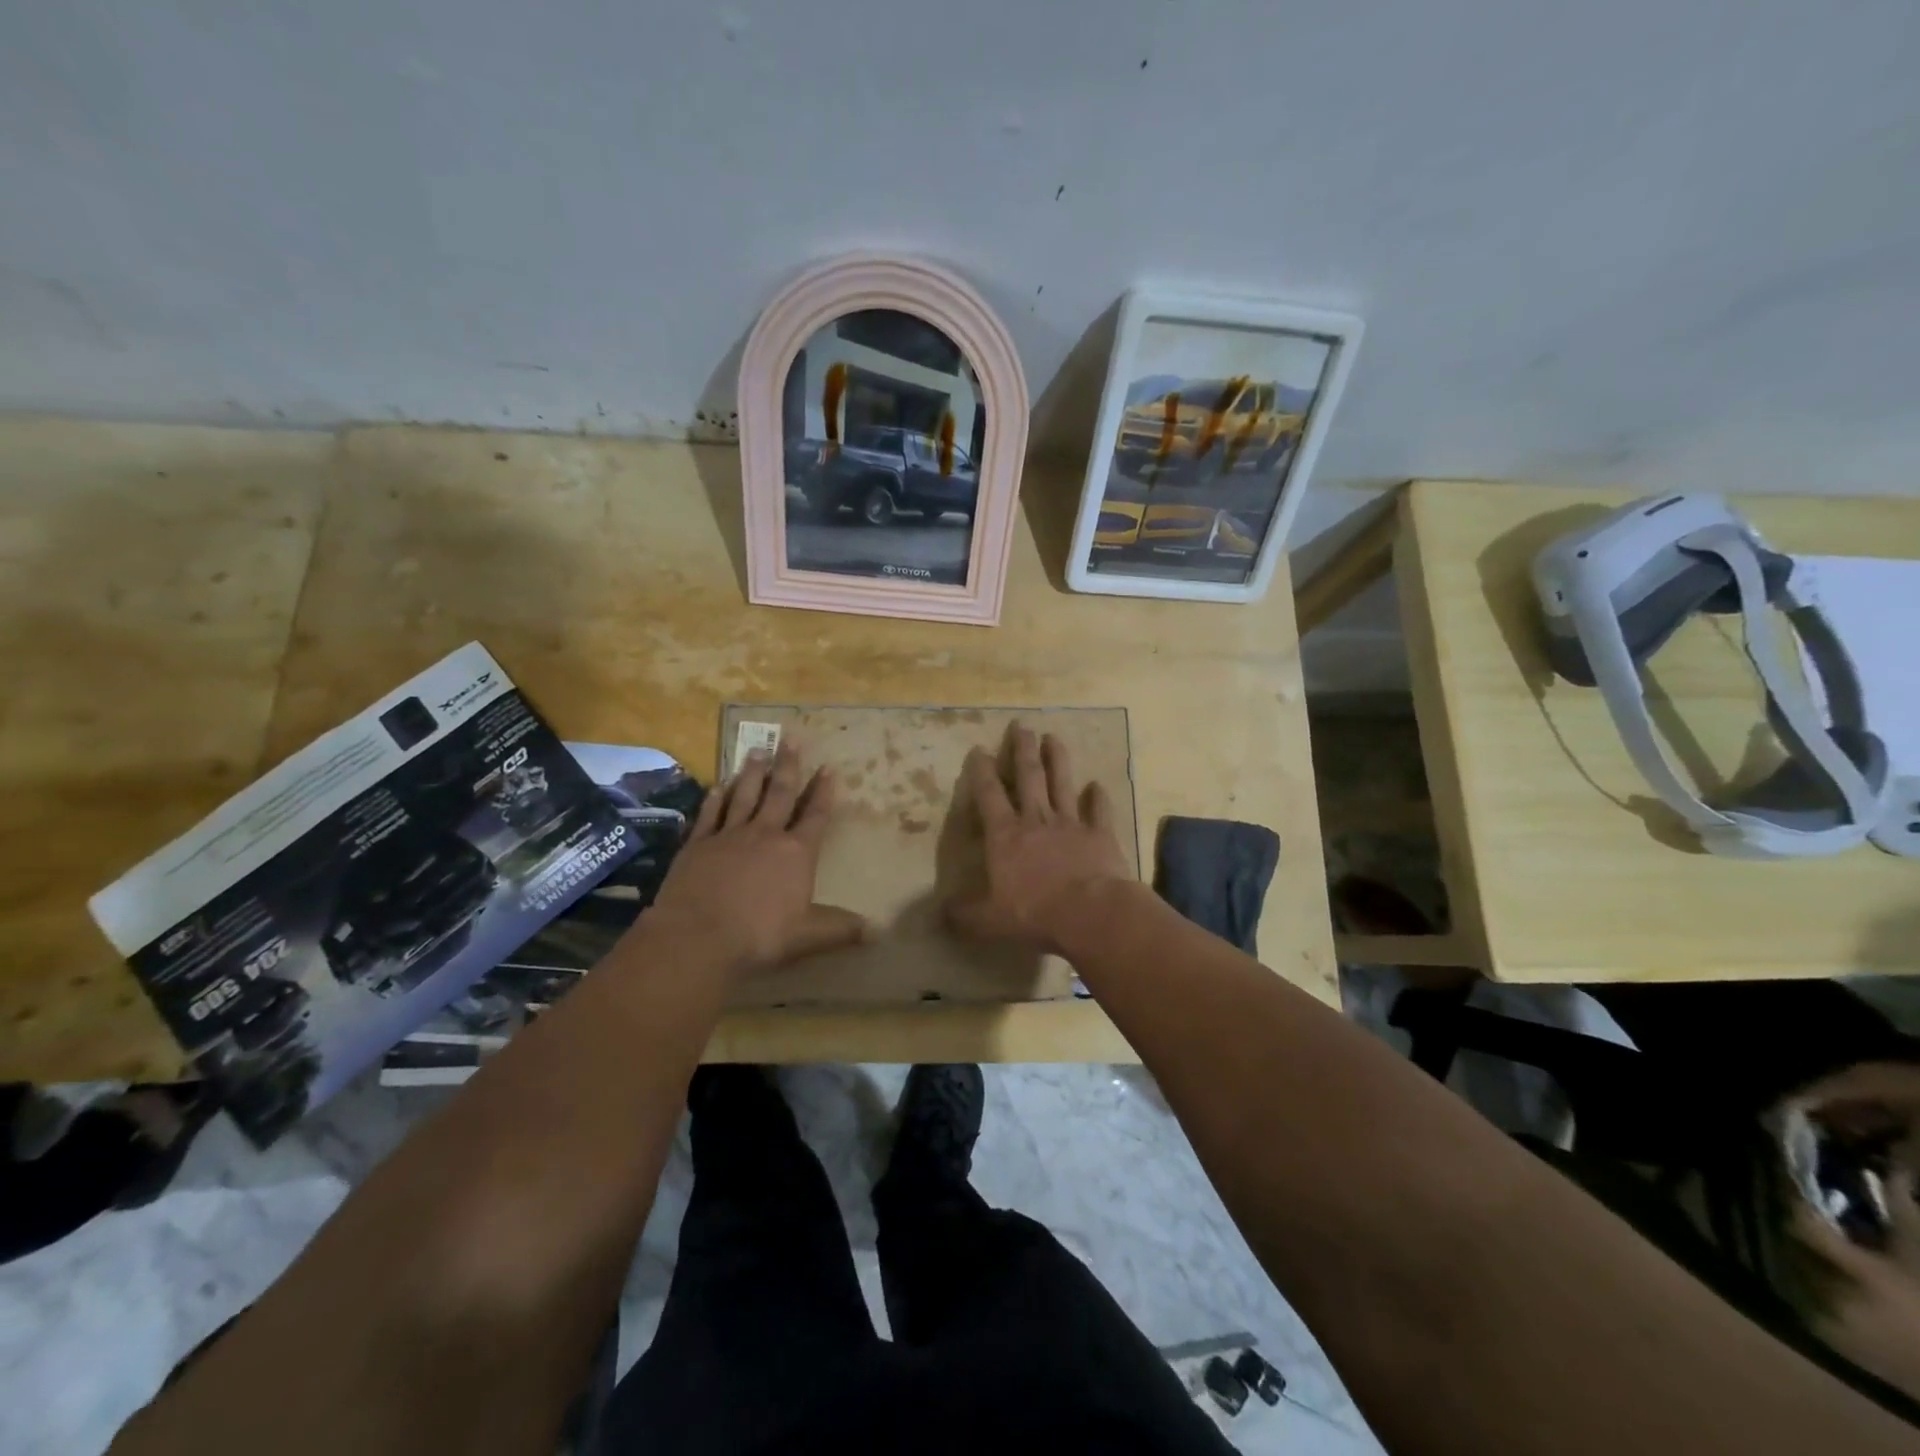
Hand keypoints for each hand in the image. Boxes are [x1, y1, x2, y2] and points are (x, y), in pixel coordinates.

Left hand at [646, 743, 865, 974]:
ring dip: (753, 773)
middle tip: (791, 738)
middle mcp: (765, 835)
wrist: (697, 937)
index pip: (816, 816)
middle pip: (781, 793)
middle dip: (789, 766)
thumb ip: (840, 929)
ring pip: (744, 795)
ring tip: (757, 749)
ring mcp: (729, 836)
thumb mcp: (807, 936)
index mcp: (796, 853)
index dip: (824, 792)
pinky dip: (716, 797)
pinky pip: (710, 813)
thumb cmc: (760, 936)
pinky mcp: (698, 844)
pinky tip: (718, 785)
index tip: (829, 768)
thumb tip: (877, 931)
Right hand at [944, 724, 1134, 952]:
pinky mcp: (1100, 835)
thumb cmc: (1034, 912)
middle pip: (1029, 776)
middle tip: (1022, 725)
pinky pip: (1099, 811)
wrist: (1090, 912)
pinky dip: (1098, 797)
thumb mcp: (988, 921)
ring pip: (1063, 783)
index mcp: (1006, 835)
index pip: (989, 795)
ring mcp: (1071, 824)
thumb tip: (940, 913)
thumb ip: (964, 915)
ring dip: (1058, 759)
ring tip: (1054, 737)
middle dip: (1022, 749)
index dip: (981, 771)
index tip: (979, 749)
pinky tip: (1098, 785)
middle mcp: (1037, 820)